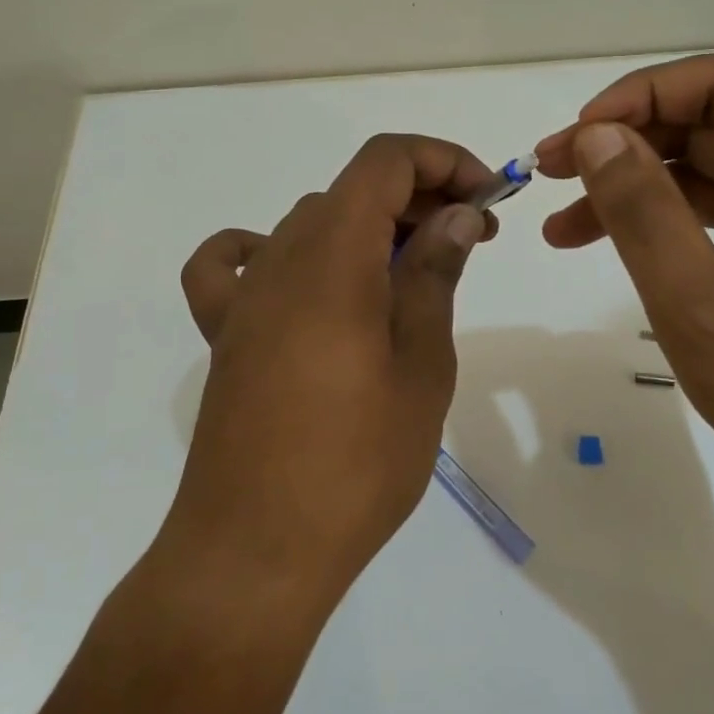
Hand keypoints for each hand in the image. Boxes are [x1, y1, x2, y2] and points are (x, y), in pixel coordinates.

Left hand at [169, 135, 498, 607]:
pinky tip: (298, 277)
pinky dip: (267, 250)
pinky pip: (232, 264)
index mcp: (335, 255)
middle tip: (474, 238)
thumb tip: (458, 213)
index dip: (443, 161)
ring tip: (414, 270)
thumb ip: (435, 274)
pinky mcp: (225, 332)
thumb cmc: (356, 463)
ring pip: (313, 221)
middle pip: (355, 189)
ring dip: (370, 226)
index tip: (487, 198)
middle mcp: (283, 257)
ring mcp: (247, 295)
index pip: (385, 160)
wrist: (254, 553)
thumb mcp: (421, 363)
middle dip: (422, 197)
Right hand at [534, 53, 713, 508]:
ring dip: (639, 185)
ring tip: (565, 222)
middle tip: (552, 172)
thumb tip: (596, 136)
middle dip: (628, 141)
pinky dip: (672, 220)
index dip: (644, 95)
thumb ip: (643, 211)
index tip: (581, 136)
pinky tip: (619, 243)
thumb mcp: (701, 305)